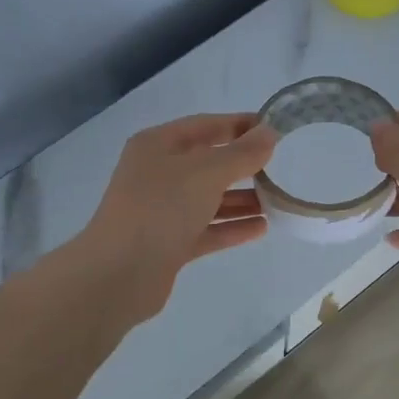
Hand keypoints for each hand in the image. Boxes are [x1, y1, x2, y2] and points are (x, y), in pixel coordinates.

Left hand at [78, 113, 277, 323]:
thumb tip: (269, 133)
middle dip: (243, 164)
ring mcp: (162, 211)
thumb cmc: (161, 208)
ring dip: (242, 199)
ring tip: (278, 200)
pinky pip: (207, 229)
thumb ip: (242, 153)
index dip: (239, 125)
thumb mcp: (206, 172)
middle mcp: (158, 174)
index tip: (274, 127)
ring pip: (209, 199)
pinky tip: (262, 227)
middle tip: (280, 167)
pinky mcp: (169, 244)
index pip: (205, 126)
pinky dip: (232, 227)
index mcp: (158, 146)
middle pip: (208, 163)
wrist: (119, 274)